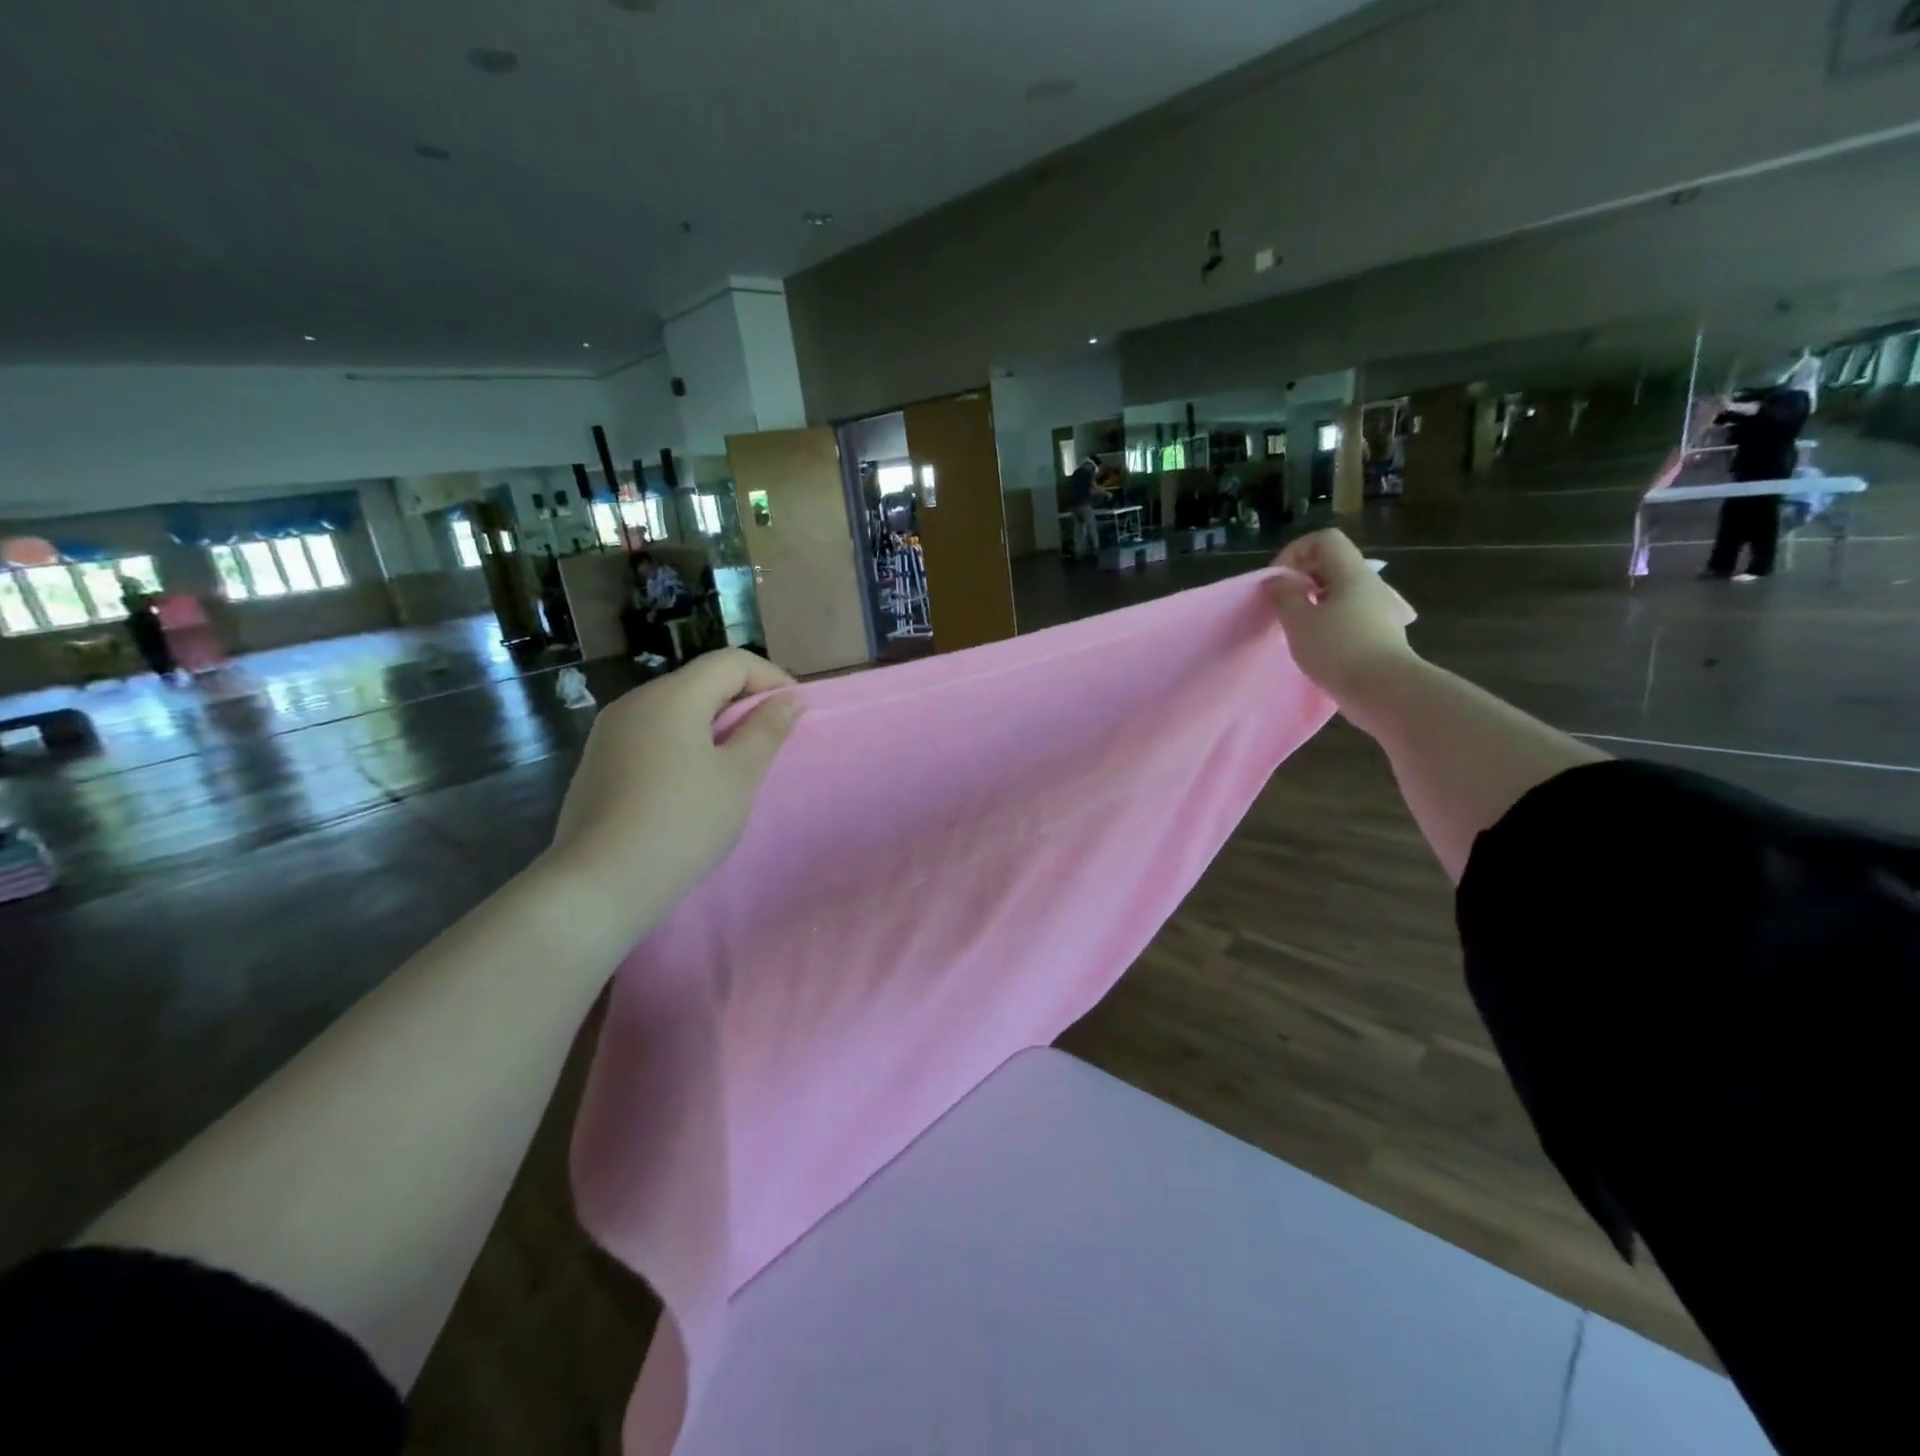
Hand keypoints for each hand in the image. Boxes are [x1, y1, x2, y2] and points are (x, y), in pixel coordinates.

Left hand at [545, 649, 801, 933]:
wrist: (601, 884)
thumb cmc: (683, 823)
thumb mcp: (738, 776)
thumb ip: (766, 730)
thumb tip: (789, 698)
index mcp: (672, 696)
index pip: (730, 662)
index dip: (771, 678)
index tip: (796, 712)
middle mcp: (636, 702)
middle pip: (700, 682)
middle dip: (743, 702)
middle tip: (772, 740)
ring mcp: (610, 733)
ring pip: (675, 710)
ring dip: (714, 725)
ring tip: (737, 764)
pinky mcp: (598, 763)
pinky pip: (652, 736)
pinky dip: (683, 744)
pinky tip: (692, 784)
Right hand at [1266, 529, 1418, 701]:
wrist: (1384, 691)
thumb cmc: (1338, 649)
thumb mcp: (1299, 621)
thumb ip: (1284, 596)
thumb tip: (1278, 581)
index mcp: (1351, 573)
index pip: (1323, 539)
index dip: (1295, 552)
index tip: (1279, 582)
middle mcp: (1368, 583)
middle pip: (1332, 562)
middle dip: (1301, 577)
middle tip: (1282, 605)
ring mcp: (1377, 608)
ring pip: (1339, 589)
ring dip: (1313, 600)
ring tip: (1296, 626)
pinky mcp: (1379, 631)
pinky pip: (1348, 611)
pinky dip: (1327, 618)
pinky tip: (1317, 643)